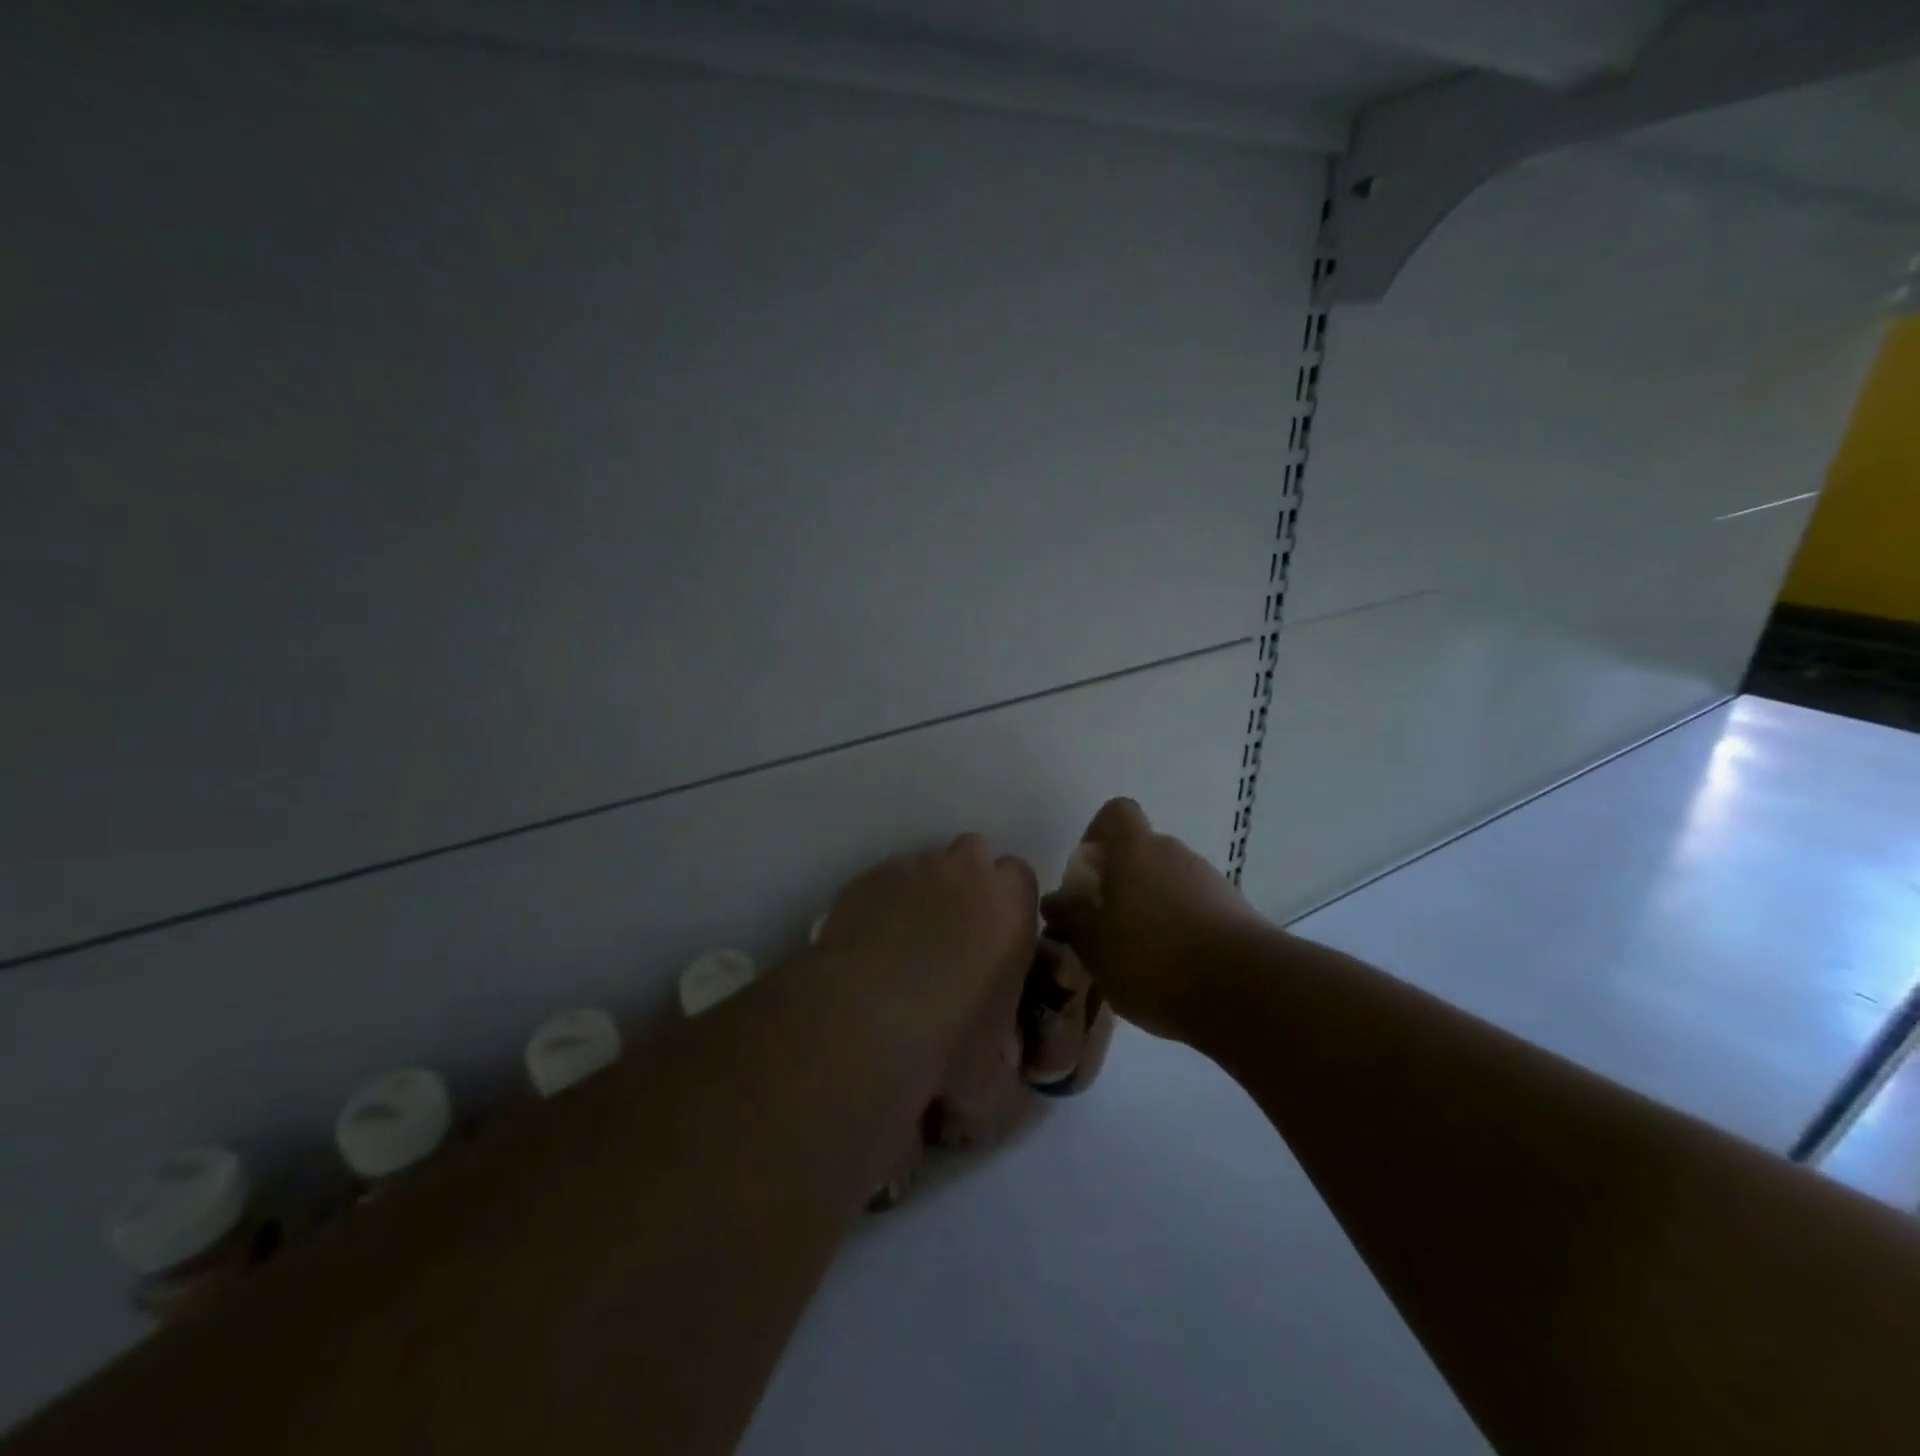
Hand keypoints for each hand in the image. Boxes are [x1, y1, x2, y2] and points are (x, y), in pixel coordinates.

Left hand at [819, 834, 1039, 1100]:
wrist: (861, 1024)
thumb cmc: (947, 1045)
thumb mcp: (997, 1079)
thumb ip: (1010, 1070)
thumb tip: (1003, 1076)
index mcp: (1010, 905)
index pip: (1021, 877)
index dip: (1011, 905)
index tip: (999, 939)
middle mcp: (963, 872)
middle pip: (974, 854)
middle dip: (969, 883)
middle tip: (957, 935)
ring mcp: (909, 869)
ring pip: (925, 866)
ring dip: (924, 893)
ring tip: (905, 946)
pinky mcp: (863, 880)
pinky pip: (882, 883)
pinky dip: (882, 905)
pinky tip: (869, 947)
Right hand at [1040, 798, 1259, 1042]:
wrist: (1245, 990)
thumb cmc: (1153, 959)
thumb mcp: (1094, 945)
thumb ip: (1071, 918)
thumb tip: (1056, 899)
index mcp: (1136, 850)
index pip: (1116, 813)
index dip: (1097, 834)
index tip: (1087, 874)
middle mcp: (1175, 854)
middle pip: (1141, 852)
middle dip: (1120, 883)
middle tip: (1104, 927)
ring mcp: (1210, 882)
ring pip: (1168, 883)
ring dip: (1151, 909)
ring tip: (1137, 959)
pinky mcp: (1236, 913)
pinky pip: (1195, 910)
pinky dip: (1180, 930)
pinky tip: (1172, 972)